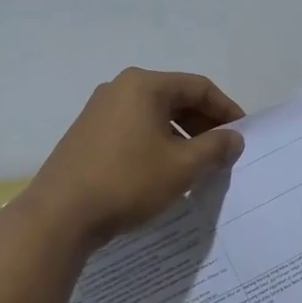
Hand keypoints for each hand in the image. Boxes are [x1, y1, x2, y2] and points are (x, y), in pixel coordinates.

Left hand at [23, 68, 245, 248]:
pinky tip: (164, 170)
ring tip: (197, 165)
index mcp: (144, 85)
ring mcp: (99, 110)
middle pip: (175, 98)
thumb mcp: (182, 166)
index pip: (198, 87)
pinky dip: (157, 143)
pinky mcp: (87, 134)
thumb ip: (215, 147)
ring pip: (154, 115)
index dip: (226, 110)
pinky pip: (134, 129)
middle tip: (223, 152)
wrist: (59, 216)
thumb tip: (234, 138)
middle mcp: (120, 88)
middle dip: (204, 124)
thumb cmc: (127, 182)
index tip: (242, 135)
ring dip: (181, 136)